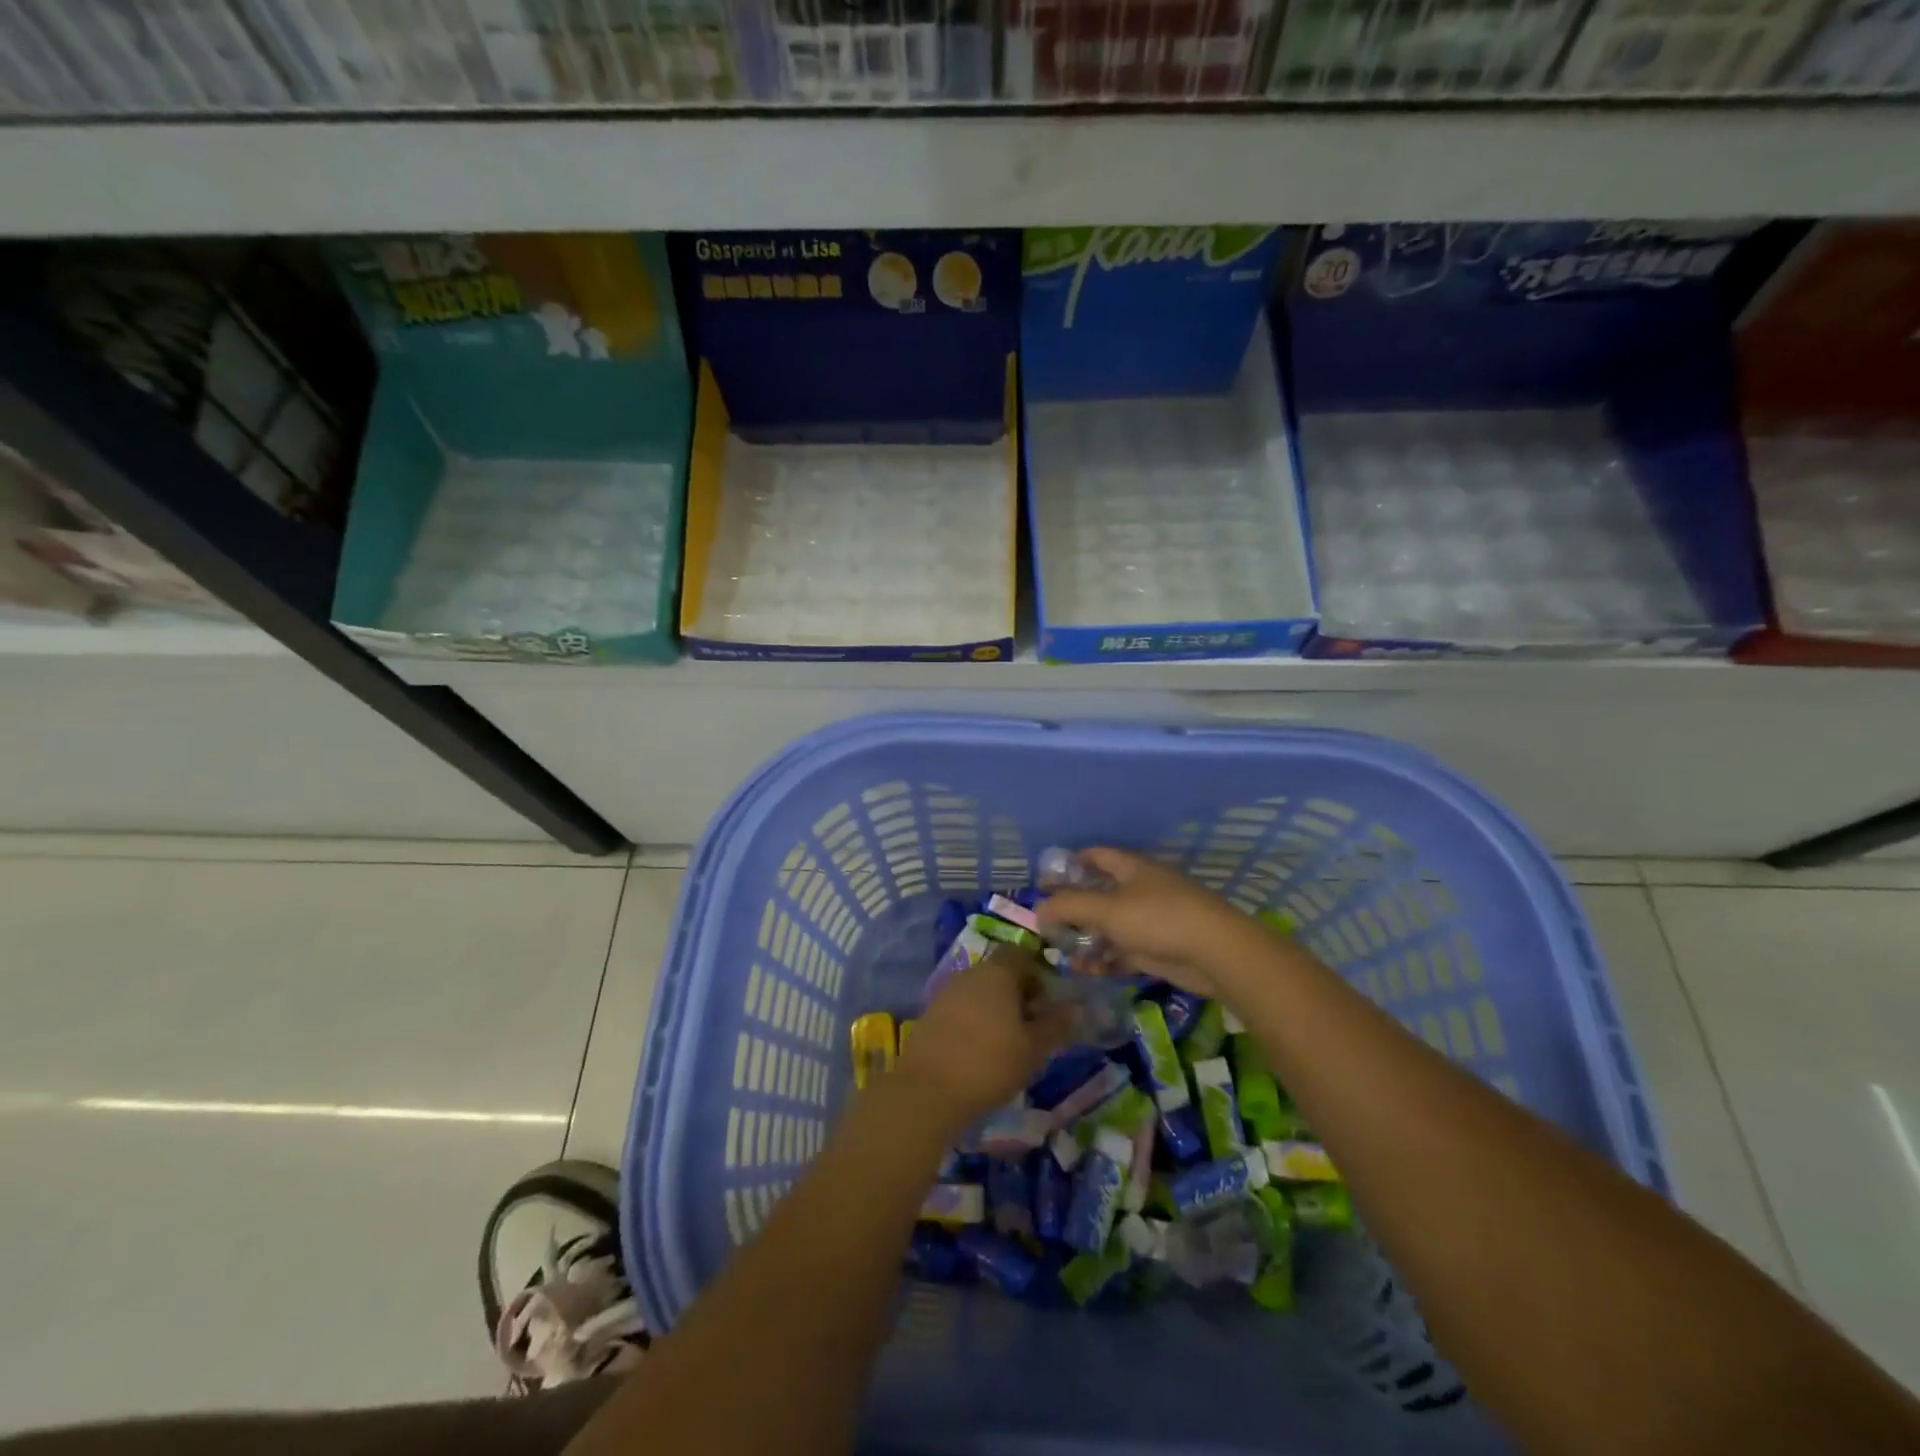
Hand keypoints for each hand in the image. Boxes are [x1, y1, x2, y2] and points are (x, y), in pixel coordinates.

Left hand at [894, 947, 1074, 1134]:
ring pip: (980, 990)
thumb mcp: (1033, 1048)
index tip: (1047, 1002)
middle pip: (1000, 972)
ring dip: (996, 1007)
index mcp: (997, 973)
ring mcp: (947, 992)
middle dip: (1018, 993)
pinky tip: (981, 1049)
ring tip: (1009, 1041)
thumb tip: (1075, 1007)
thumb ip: (1056, 1025)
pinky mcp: (931, 1013)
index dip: (1037, 973)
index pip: (1020, 954)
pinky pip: (962, 1007)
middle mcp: (970, 973)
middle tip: (1032, 1026)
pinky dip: (975, 1020)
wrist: (928, 1090)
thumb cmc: (990, 1063)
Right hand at [1036, 847, 1259, 998]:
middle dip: (1074, 907)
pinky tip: (1085, 971)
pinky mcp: (1157, 949)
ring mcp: (1150, 920)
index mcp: (1131, 867)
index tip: (1045, 879)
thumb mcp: (1106, 909)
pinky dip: (1105, 959)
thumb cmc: (1158, 918)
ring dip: (1087, 937)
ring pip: (1110, 925)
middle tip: (1047, 922)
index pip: (1095, 855)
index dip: (1070, 863)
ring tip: (1062, 952)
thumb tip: (1038, 908)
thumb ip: (1068, 906)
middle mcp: (1140, 889)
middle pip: (1100, 893)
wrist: (1215, 953)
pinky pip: (1123, 951)